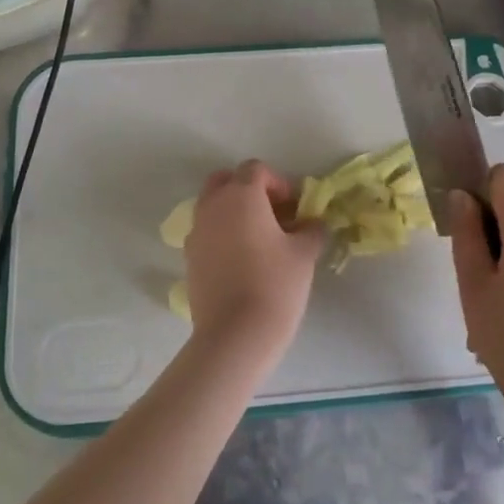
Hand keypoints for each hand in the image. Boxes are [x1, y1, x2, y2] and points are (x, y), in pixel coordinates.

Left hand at [183, 161, 322, 364]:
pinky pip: (206, 232)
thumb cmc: (275, 284)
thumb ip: (311, 230)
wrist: (235, 334)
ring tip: (258, 240)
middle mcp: (213, 206)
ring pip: (212, 206)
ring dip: (233, 212)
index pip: (255, 169)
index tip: (294, 207)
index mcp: (241, 195)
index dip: (278, 183)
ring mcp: (196, 232)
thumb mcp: (303, 254)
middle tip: (272, 214)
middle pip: (225, 181)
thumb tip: (313, 223)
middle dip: (248, 190)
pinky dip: (221, 235)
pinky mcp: (189, 258)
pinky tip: (241, 261)